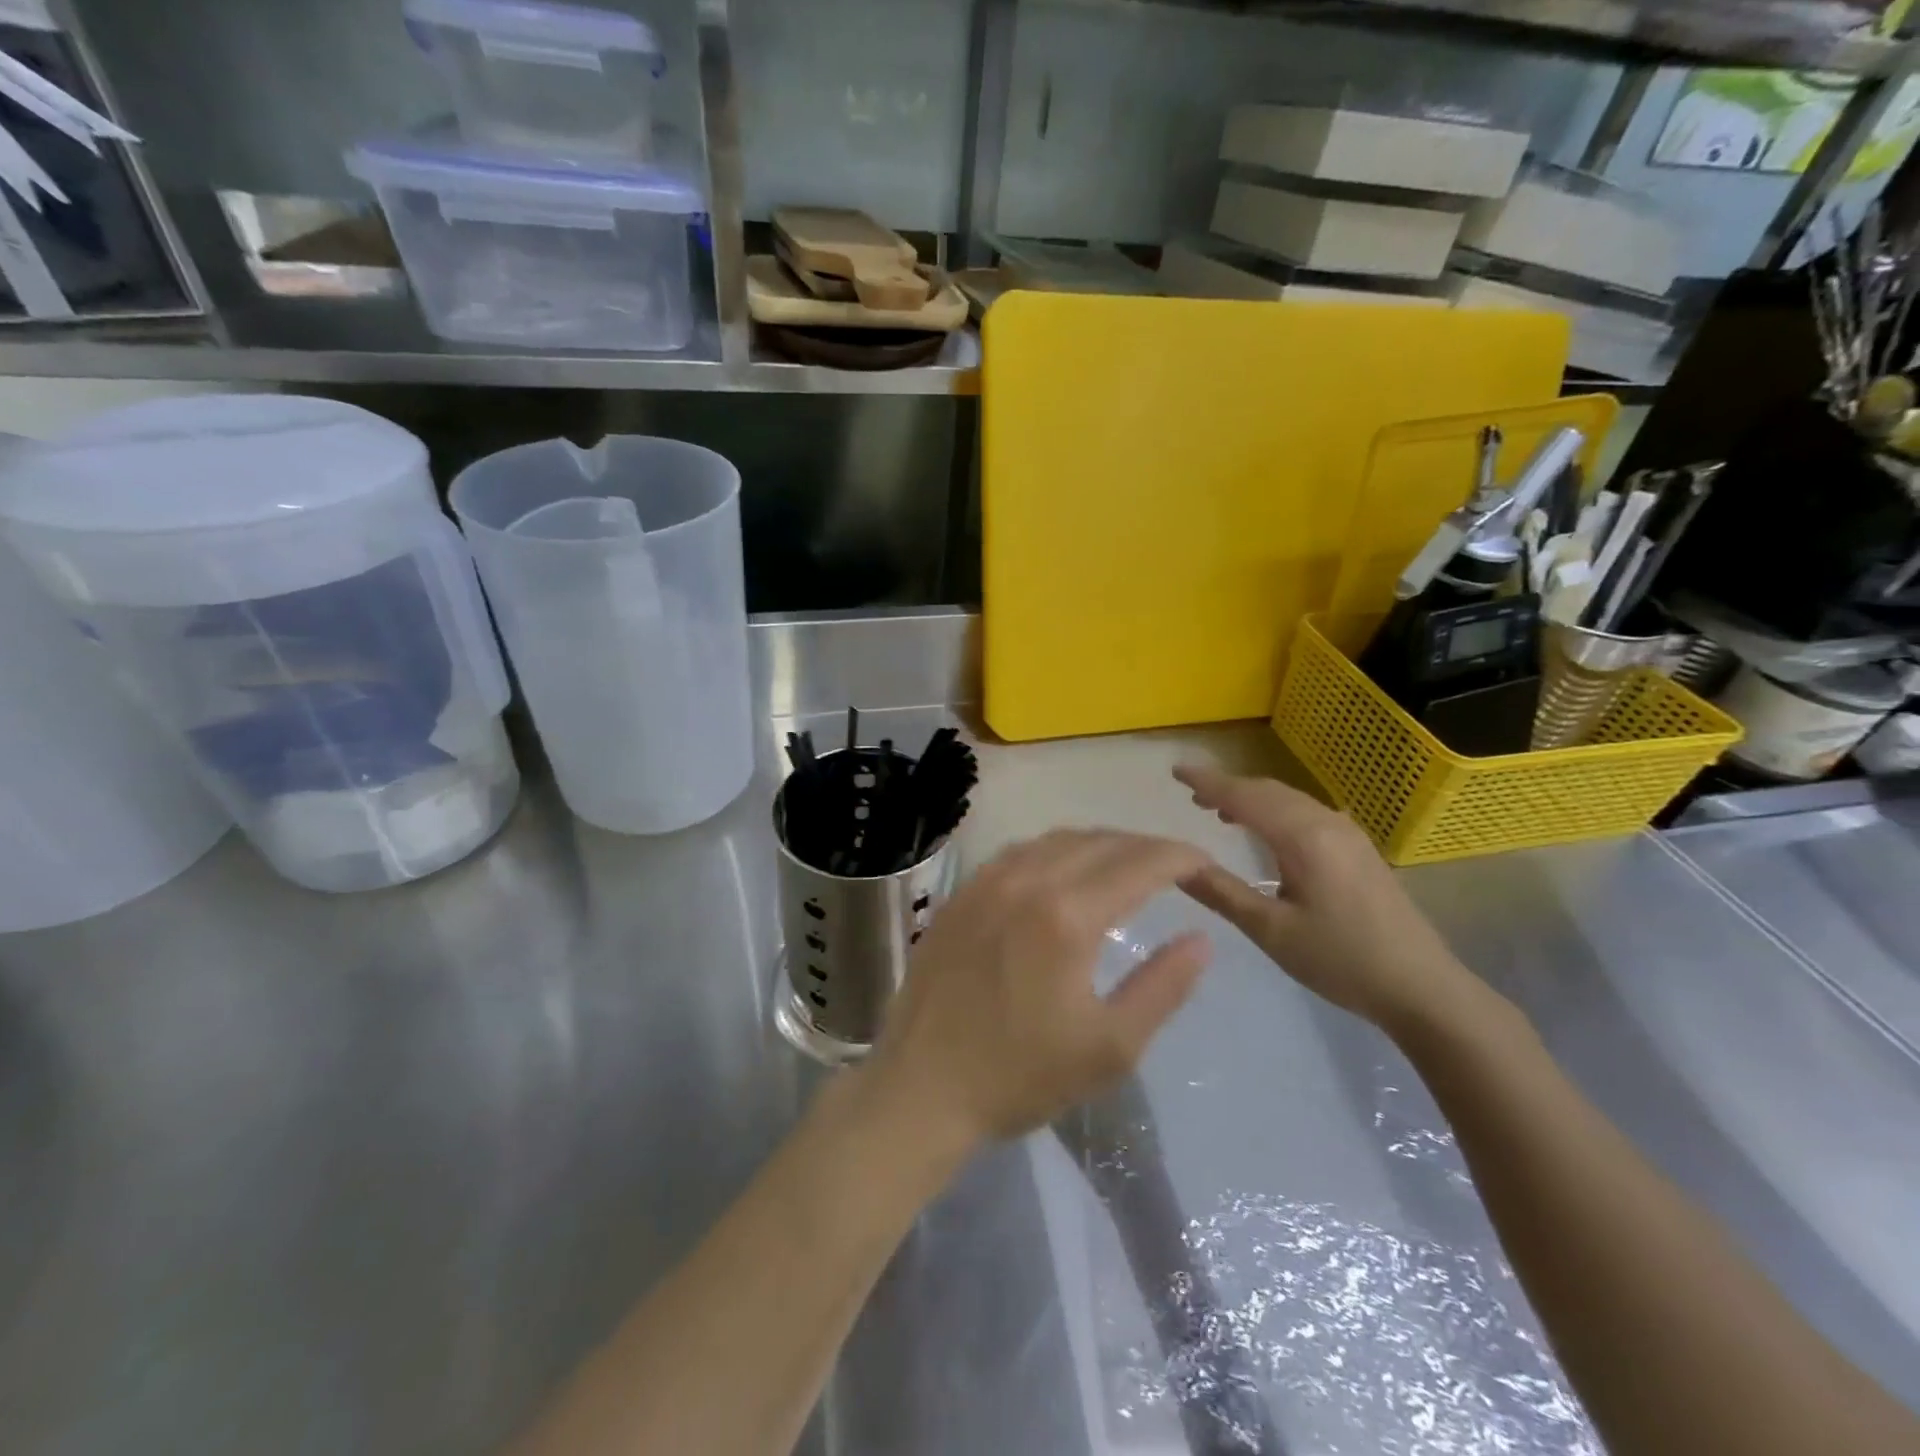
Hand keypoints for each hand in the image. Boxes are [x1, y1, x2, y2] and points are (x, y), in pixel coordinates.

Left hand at [866, 830, 1214, 1148]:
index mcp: (1067, 916)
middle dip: (1144, 847)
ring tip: (1125, 866)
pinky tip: (1062, 873)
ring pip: (1056, 840)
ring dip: (1100, 844)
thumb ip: (1163, 987)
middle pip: (1099, 842)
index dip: (1179, 857)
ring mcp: (985, 882)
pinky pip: (1018, 852)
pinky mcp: (960, 894)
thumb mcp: (1110, 1047)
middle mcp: (1025, 881)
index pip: (1139, 863)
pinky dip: (1054, 852)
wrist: (921, 1087)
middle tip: (1173, 868)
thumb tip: (1201, 939)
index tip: (1205, 864)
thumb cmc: (1020, 1076)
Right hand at [1173, 764, 1483, 1033]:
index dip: (1208, 782)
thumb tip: (1178, 864)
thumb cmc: (1341, 960)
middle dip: (1228, 787)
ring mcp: (1348, 834)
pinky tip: (1265, 831)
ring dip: (1252, 799)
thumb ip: (1222, 893)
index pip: (1245, 797)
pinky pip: (1306, 813)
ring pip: (1289, 800)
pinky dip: (1275, 811)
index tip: (1175, 771)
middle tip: (1191, 794)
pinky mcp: (1358, 849)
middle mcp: (1327, 823)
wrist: (1422, 988)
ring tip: (1219, 810)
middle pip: (1268, 791)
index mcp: (1304, 838)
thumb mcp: (1271, 931)